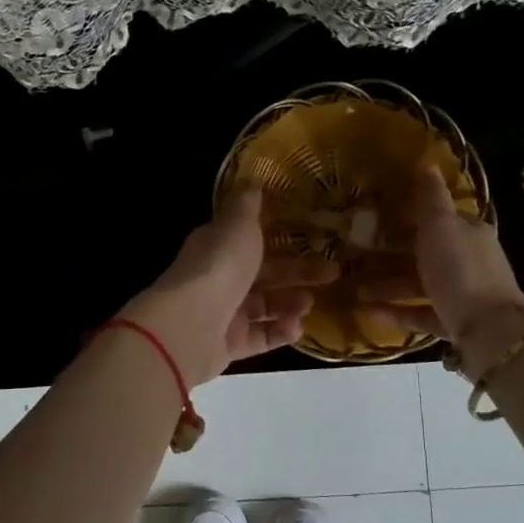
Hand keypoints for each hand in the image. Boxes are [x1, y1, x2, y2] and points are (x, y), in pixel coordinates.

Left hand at [120, 188, 337, 388]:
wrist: (190, 325)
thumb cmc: (220, 266)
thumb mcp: (238, 224)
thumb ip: (248, 204)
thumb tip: (252, 178)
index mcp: (218, 245)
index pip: (250, 236)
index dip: (279, 233)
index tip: (313, 233)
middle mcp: (219, 277)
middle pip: (264, 272)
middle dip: (298, 271)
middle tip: (333, 272)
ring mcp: (223, 313)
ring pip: (264, 306)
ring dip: (290, 302)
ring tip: (311, 302)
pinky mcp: (229, 344)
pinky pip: (260, 337)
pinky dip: (280, 332)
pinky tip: (298, 328)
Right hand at [358, 164, 523, 354]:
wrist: (490, 333)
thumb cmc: (461, 270)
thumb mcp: (441, 226)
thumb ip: (431, 197)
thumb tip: (427, 162)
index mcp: (469, 232)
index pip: (437, 217)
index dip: (406, 213)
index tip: (374, 214)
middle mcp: (469, 260)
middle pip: (424, 251)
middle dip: (390, 251)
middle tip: (355, 252)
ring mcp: (463, 294)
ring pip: (419, 284)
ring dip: (387, 284)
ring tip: (354, 287)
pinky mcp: (454, 323)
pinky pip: (420, 313)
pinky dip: (395, 311)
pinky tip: (367, 311)